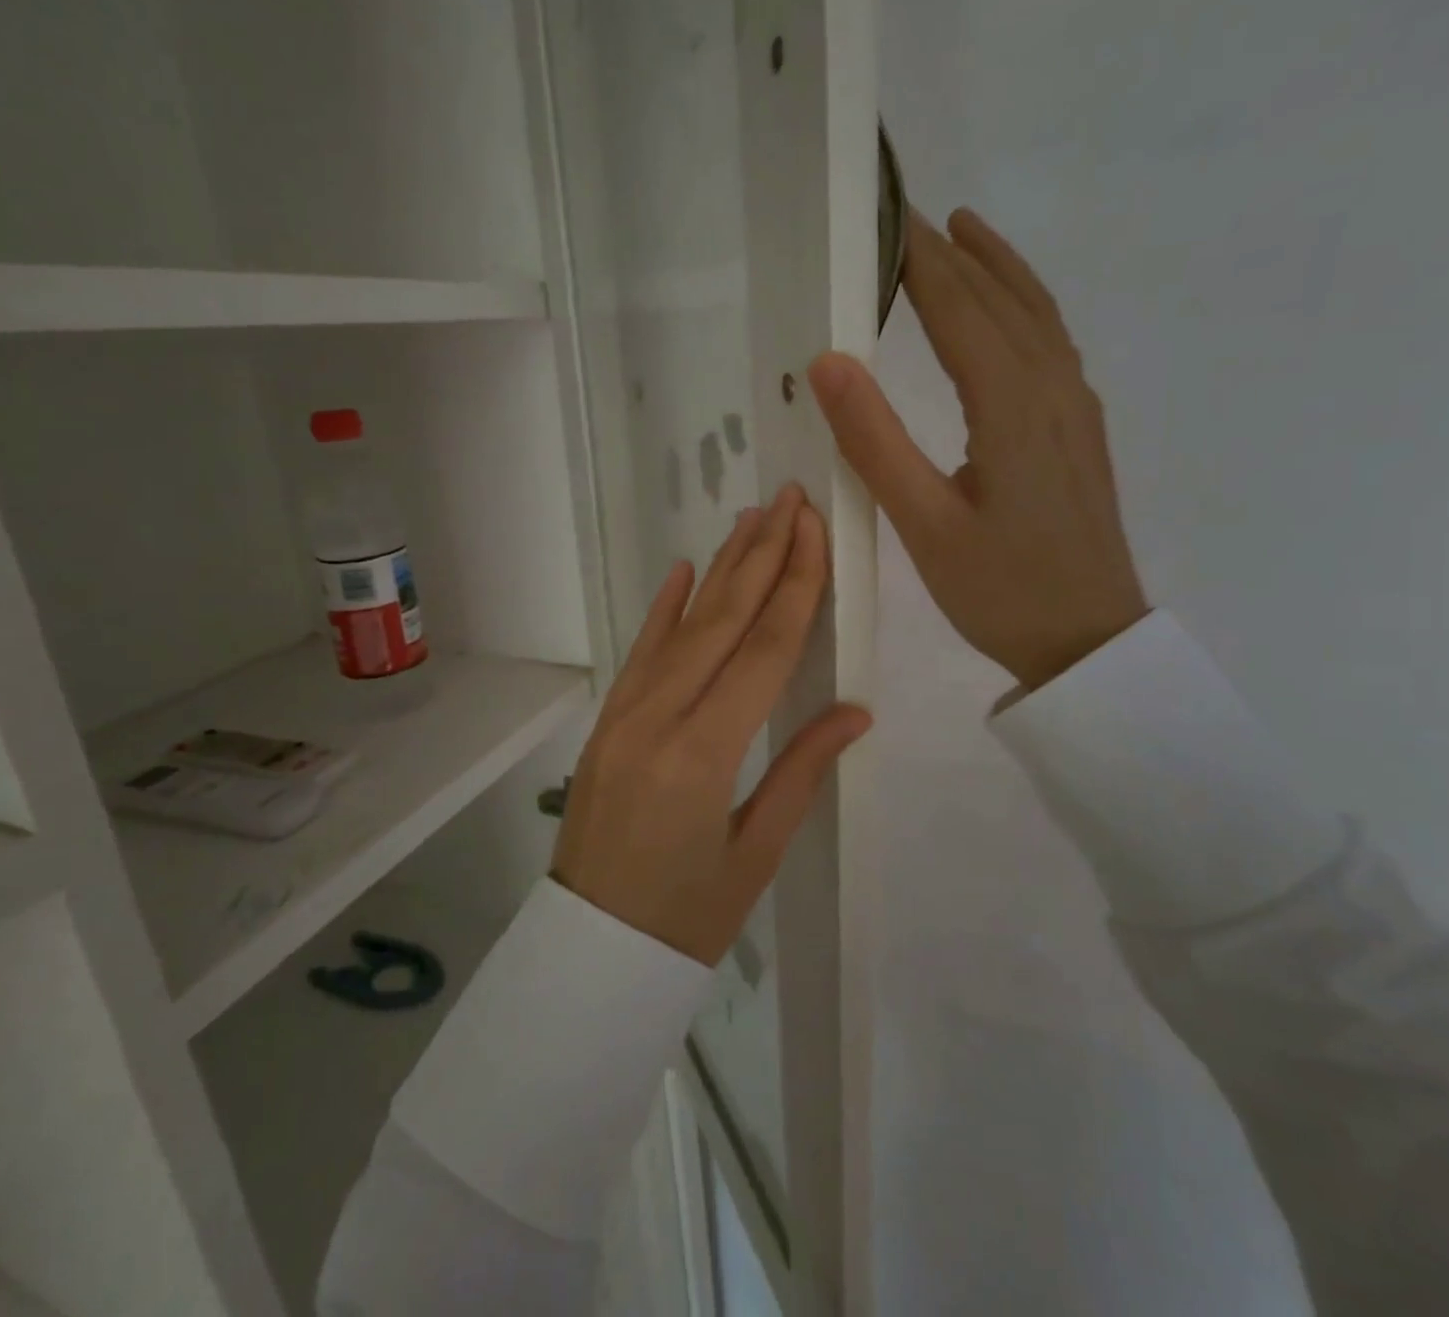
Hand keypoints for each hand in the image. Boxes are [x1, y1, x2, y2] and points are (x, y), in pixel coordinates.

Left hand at [551, 485, 871, 965]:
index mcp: (705, 754)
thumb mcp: (757, 854)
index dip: (795, 585)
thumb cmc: (687, 917)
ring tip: (750, 519)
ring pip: (682, 626)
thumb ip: (802, 771)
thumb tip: (855, 709)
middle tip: (787, 499)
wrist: (593, 948)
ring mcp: (625, 713)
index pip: (764, 650)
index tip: (813, 529)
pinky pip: (641, 652)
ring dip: (720, 570)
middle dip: (761, 555)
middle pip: (722, 621)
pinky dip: (663, 608)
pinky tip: (683, 571)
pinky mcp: (607, 719)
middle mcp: (660, 718)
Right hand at [809, 208, 1146, 688]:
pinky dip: (1024, 306)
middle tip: (907, 213)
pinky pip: (1051, 344)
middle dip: (954, 252)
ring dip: (997, 268)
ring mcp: (1075, 408)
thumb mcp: (924, 524)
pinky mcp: (1081, 430)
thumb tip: (827, 361)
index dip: (920, 259)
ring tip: (962, 231)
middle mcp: (1052, 389)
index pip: (959, 307)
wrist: (1089, 642)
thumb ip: (875, 441)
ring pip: (1037, 315)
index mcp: (1011, 405)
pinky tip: (1008, 312)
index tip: (883, 213)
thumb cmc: (1001, 591)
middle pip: (1001, 298)